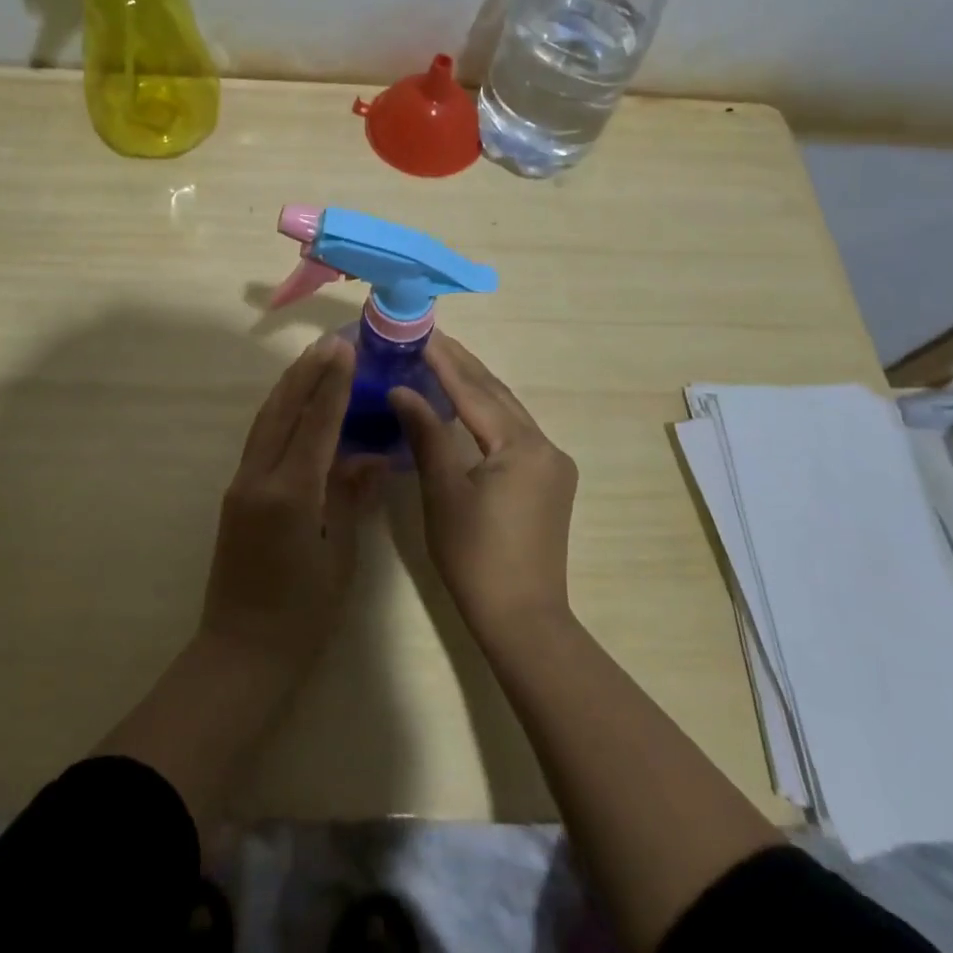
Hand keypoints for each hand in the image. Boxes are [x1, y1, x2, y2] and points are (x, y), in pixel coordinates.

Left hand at [199, 338, 380, 680]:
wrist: (240, 654)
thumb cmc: (302, 616)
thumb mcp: (339, 557)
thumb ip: (351, 498)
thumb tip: (372, 454)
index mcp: (290, 494)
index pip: (315, 425)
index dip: (332, 385)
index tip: (345, 350)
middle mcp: (259, 479)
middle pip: (283, 411)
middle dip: (307, 374)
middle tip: (329, 343)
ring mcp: (241, 484)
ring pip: (265, 421)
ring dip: (289, 387)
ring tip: (312, 360)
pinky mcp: (235, 494)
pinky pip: (260, 440)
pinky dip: (279, 413)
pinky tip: (293, 404)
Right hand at [389, 332, 578, 640]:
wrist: (523, 619)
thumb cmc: (476, 557)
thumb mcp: (444, 493)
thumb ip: (426, 435)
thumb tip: (401, 390)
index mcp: (522, 446)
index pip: (475, 391)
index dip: (445, 361)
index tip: (422, 332)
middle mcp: (545, 446)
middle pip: (497, 395)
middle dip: (463, 365)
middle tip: (430, 338)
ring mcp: (551, 464)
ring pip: (508, 412)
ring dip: (476, 387)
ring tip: (443, 361)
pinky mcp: (548, 482)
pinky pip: (514, 432)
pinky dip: (487, 413)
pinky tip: (466, 405)